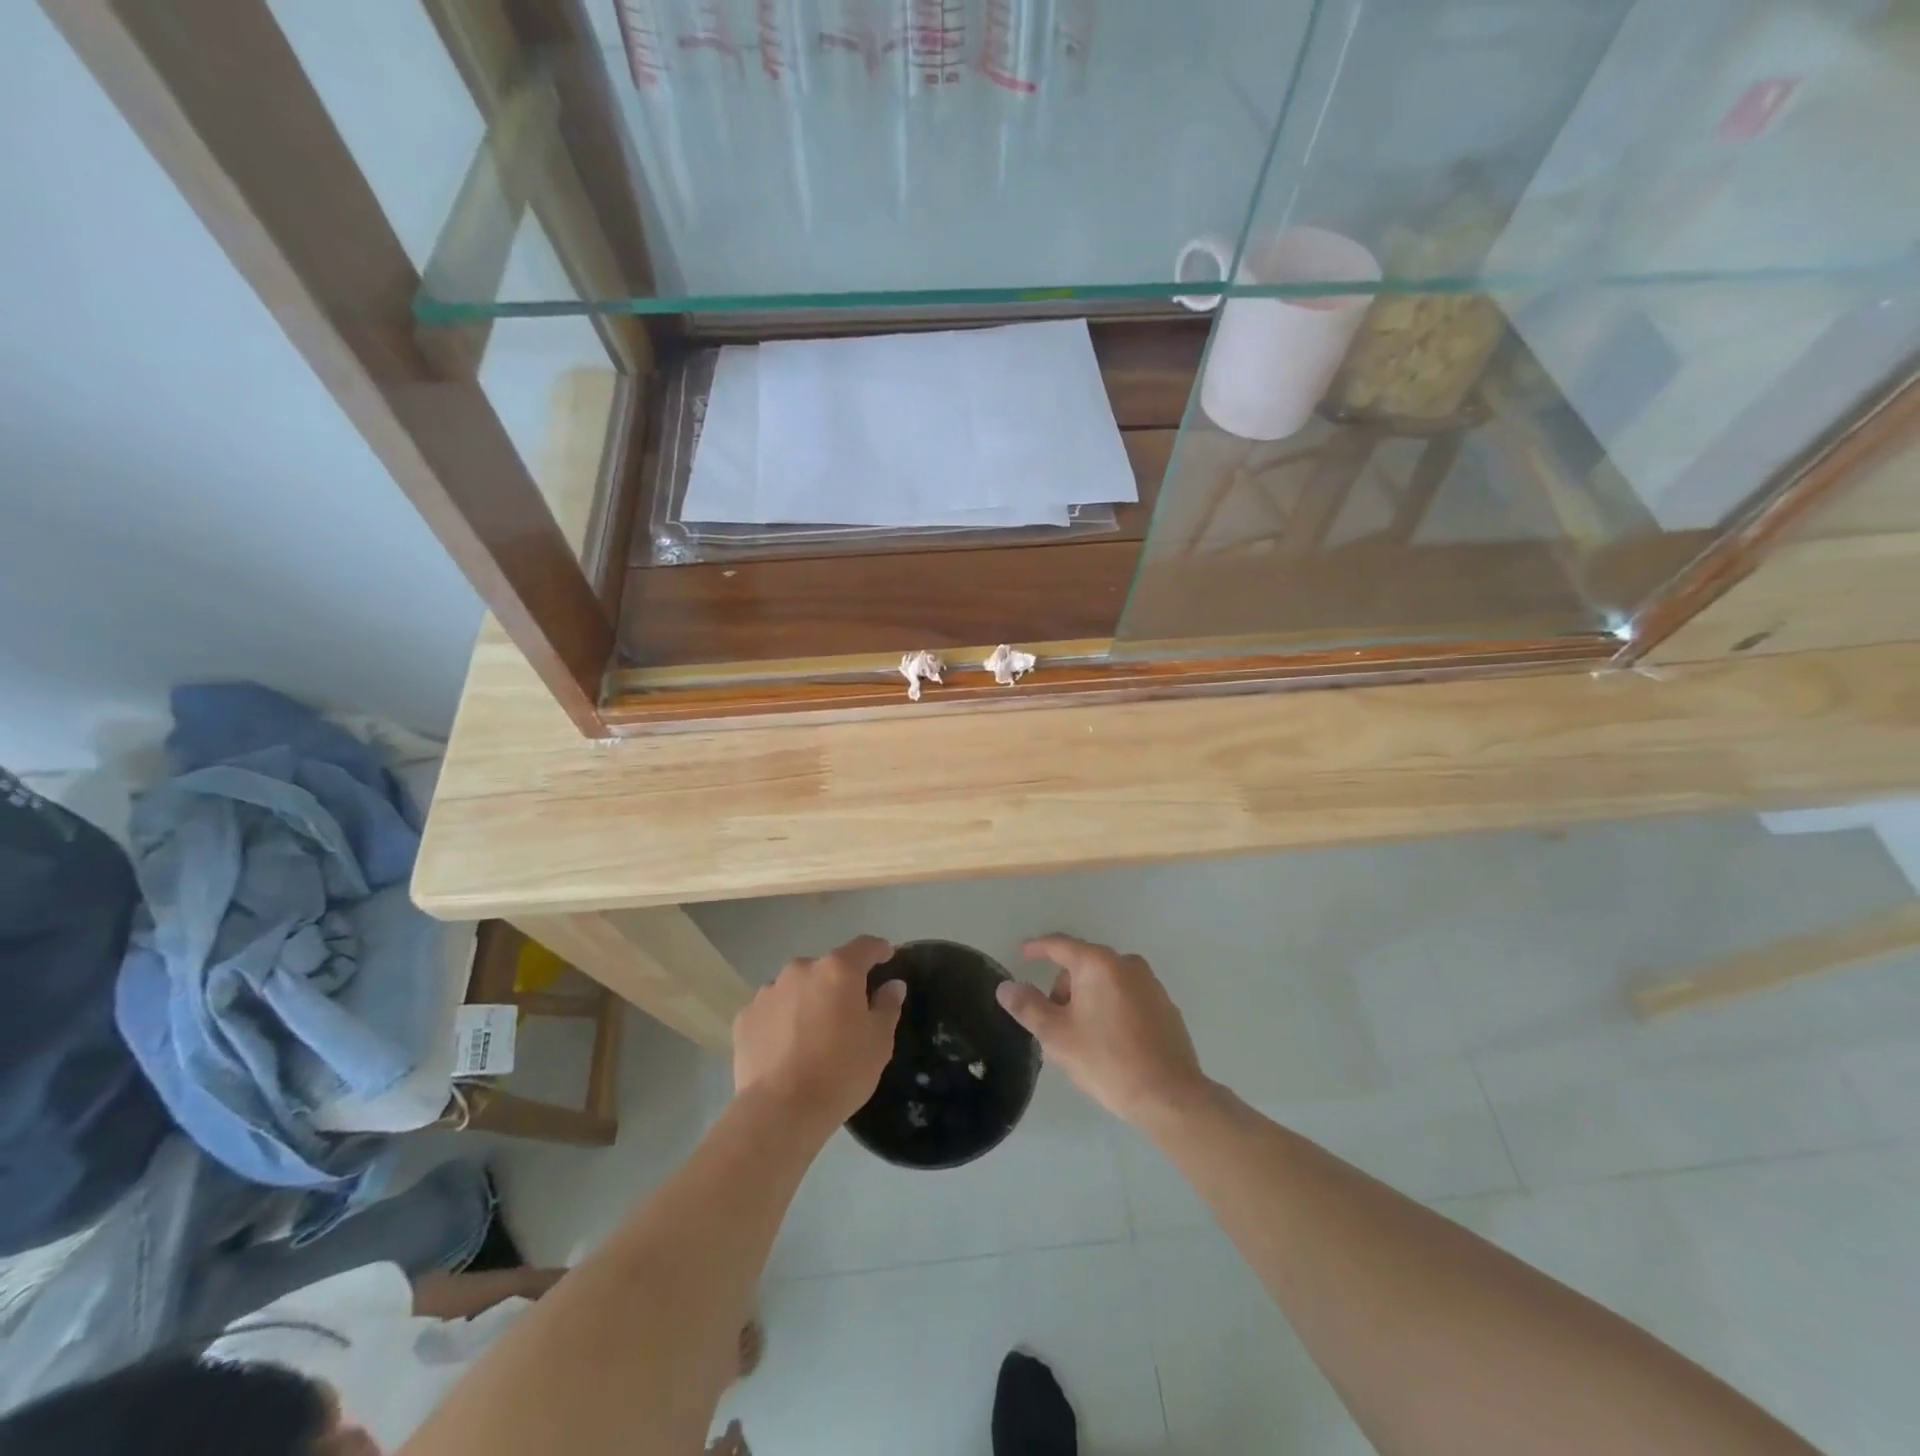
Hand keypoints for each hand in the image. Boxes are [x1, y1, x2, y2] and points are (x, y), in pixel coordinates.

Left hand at [733, 935, 905, 1130]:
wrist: (780, 1111)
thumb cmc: (841, 1072)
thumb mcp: (879, 1042)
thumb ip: (888, 1005)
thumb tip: (891, 985)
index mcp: (838, 970)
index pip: (865, 946)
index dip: (879, 950)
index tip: (887, 959)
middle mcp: (801, 969)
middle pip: (827, 968)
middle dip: (839, 983)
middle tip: (848, 1013)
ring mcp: (768, 991)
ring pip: (797, 987)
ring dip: (808, 1000)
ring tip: (812, 1034)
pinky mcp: (745, 1016)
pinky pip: (771, 1009)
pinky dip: (781, 1019)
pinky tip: (785, 1048)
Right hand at [997, 935, 1208, 1125]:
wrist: (1169, 1096)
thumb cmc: (1107, 1060)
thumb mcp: (1057, 1036)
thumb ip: (1028, 1006)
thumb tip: (1006, 987)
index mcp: (1099, 964)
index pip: (1060, 945)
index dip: (1037, 948)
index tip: (1022, 954)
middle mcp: (1127, 964)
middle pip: (1083, 965)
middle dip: (1064, 987)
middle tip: (1054, 1023)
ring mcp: (1151, 984)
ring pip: (1106, 982)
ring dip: (1088, 999)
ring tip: (1081, 1038)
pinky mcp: (1165, 1006)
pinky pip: (1127, 997)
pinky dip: (1111, 1009)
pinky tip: (1110, 1043)